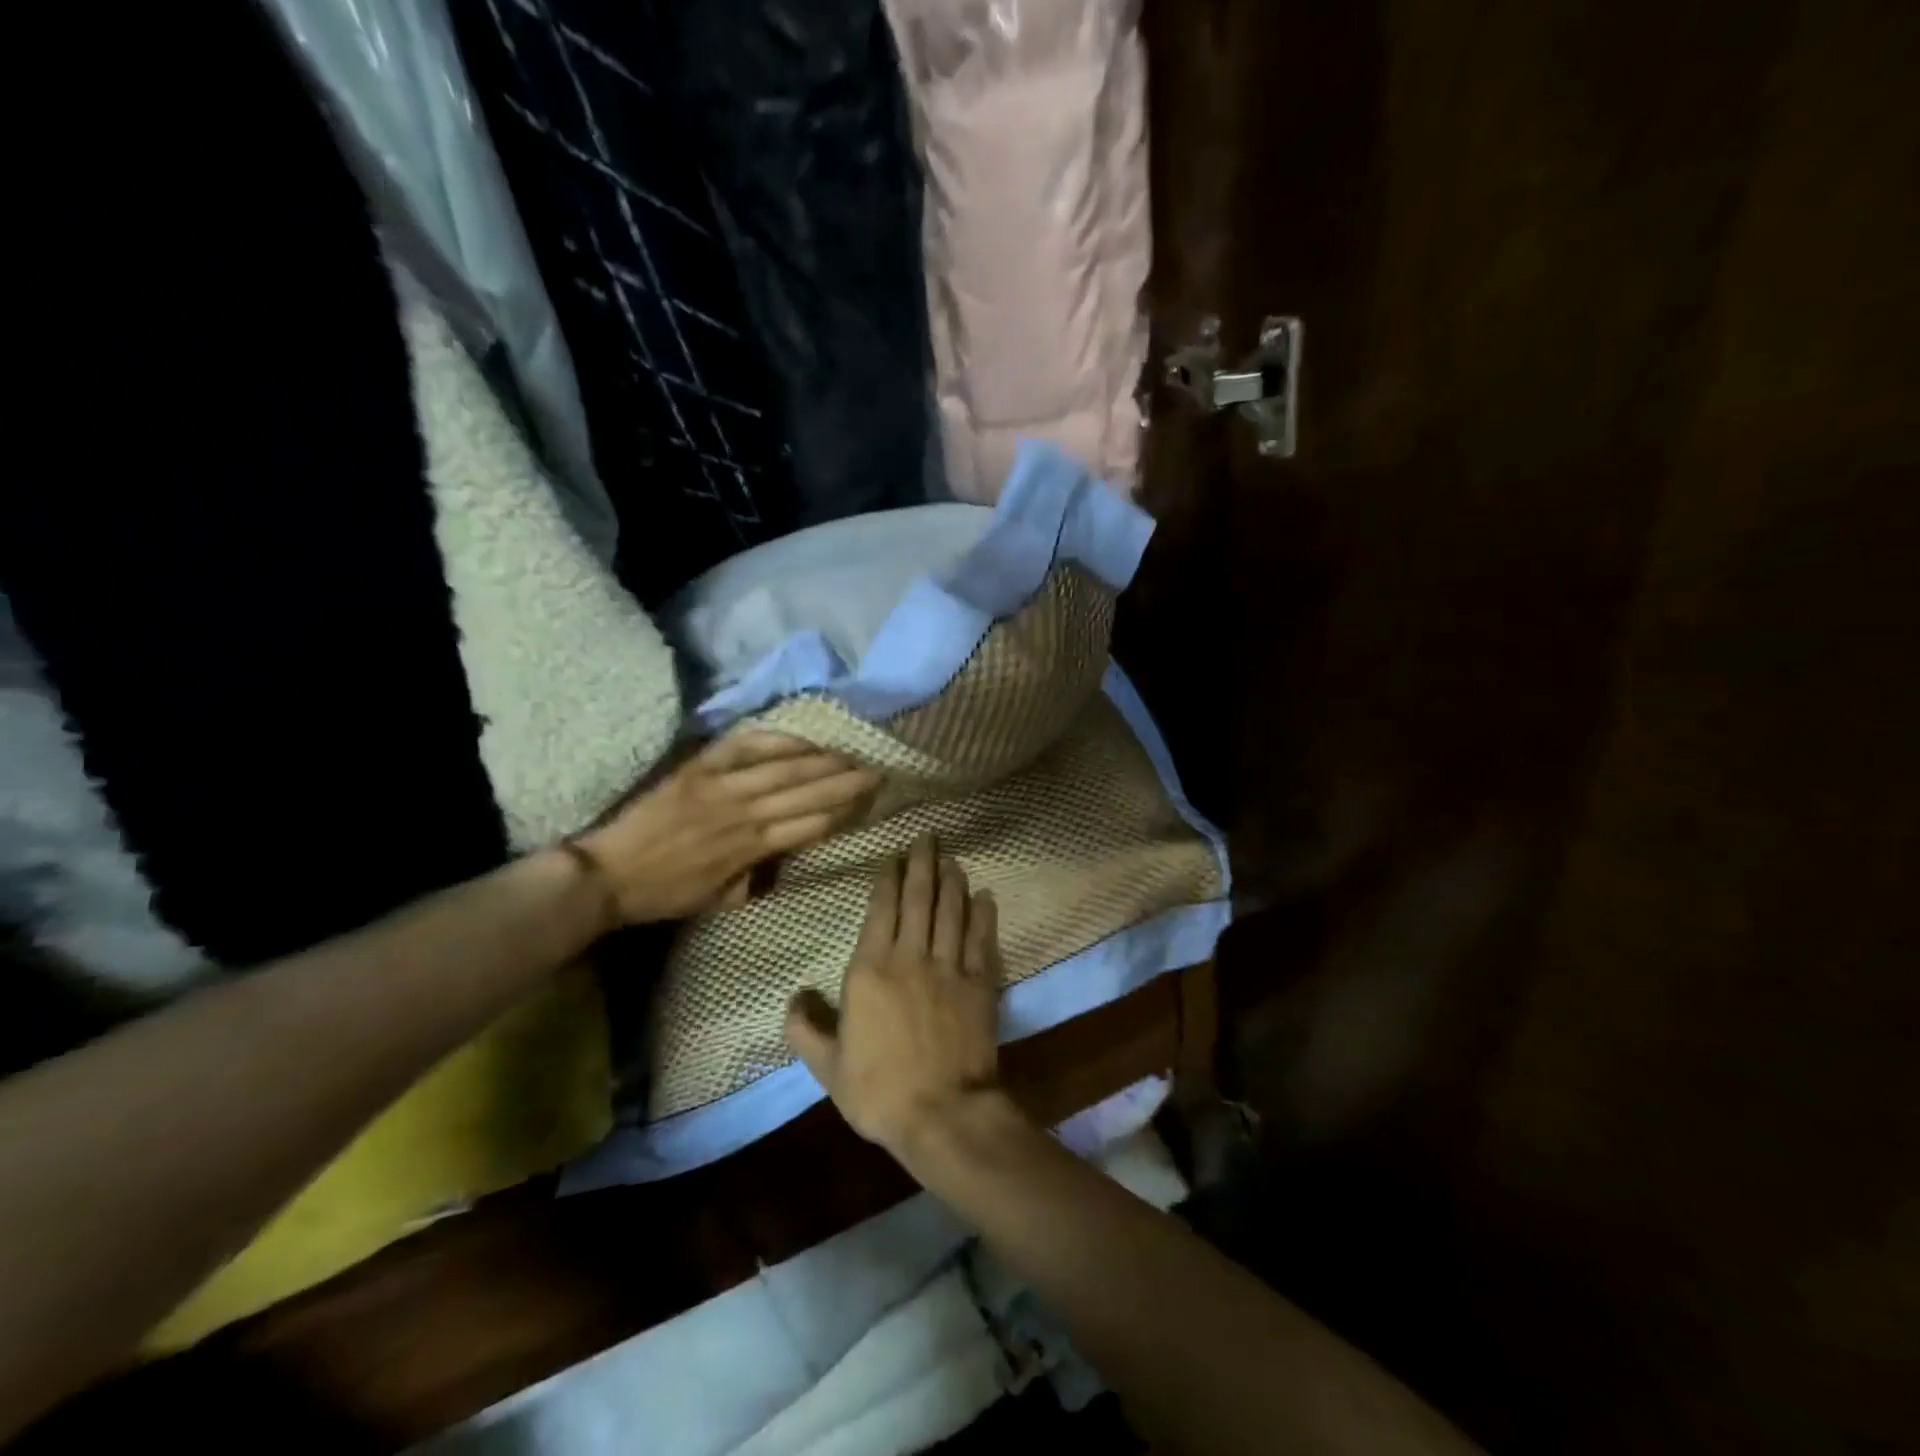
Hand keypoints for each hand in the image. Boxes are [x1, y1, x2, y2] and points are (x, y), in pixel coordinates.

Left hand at [575, 732, 877, 923]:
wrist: (608, 873)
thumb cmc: (667, 892)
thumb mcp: (721, 899)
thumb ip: (758, 877)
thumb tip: (788, 857)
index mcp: (750, 849)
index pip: (810, 826)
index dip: (843, 812)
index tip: (870, 801)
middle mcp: (743, 814)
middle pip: (806, 793)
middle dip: (846, 782)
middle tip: (877, 770)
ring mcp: (721, 786)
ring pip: (784, 769)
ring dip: (822, 760)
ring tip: (850, 753)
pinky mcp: (699, 768)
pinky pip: (746, 747)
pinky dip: (777, 741)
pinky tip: (803, 738)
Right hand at [784, 835, 1004, 1158]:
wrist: (942, 1114)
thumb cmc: (879, 1091)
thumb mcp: (828, 1067)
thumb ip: (806, 1028)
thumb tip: (793, 996)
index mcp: (871, 970)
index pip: (882, 909)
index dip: (889, 878)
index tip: (894, 855)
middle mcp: (911, 957)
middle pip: (919, 898)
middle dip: (923, 863)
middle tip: (928, 836)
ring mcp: (949, 967)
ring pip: (952, 910)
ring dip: (952, 880)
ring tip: (952, 857)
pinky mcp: (979, 983)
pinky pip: (982, 939)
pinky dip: (983, 914)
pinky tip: (985, 896)